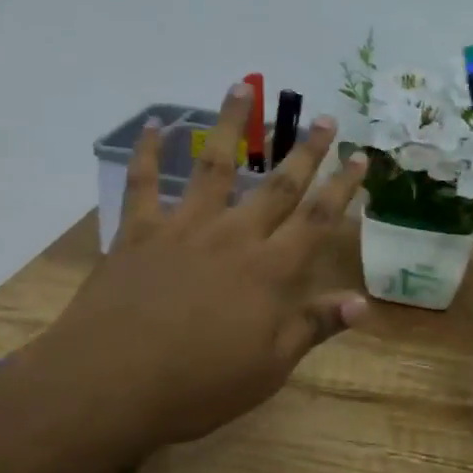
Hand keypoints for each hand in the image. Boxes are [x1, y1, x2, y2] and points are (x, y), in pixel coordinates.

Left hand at [49, 82, 369, 451]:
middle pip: (278, 185)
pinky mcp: (139, 231)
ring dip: (232, 125)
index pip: (317, 220)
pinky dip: (149, 152)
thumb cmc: (197, 385)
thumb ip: (313, 327)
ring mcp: (185, 227)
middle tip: (326, 117)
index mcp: (269, 271)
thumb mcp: (268, 368)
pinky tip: (157, 124)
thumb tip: (363, 302)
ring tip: (243, 87)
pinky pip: (144, 183)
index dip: (342, 188)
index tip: (360, 156)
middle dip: (306, 150)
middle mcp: (234, 236)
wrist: (110, 384)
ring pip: (215, 165)